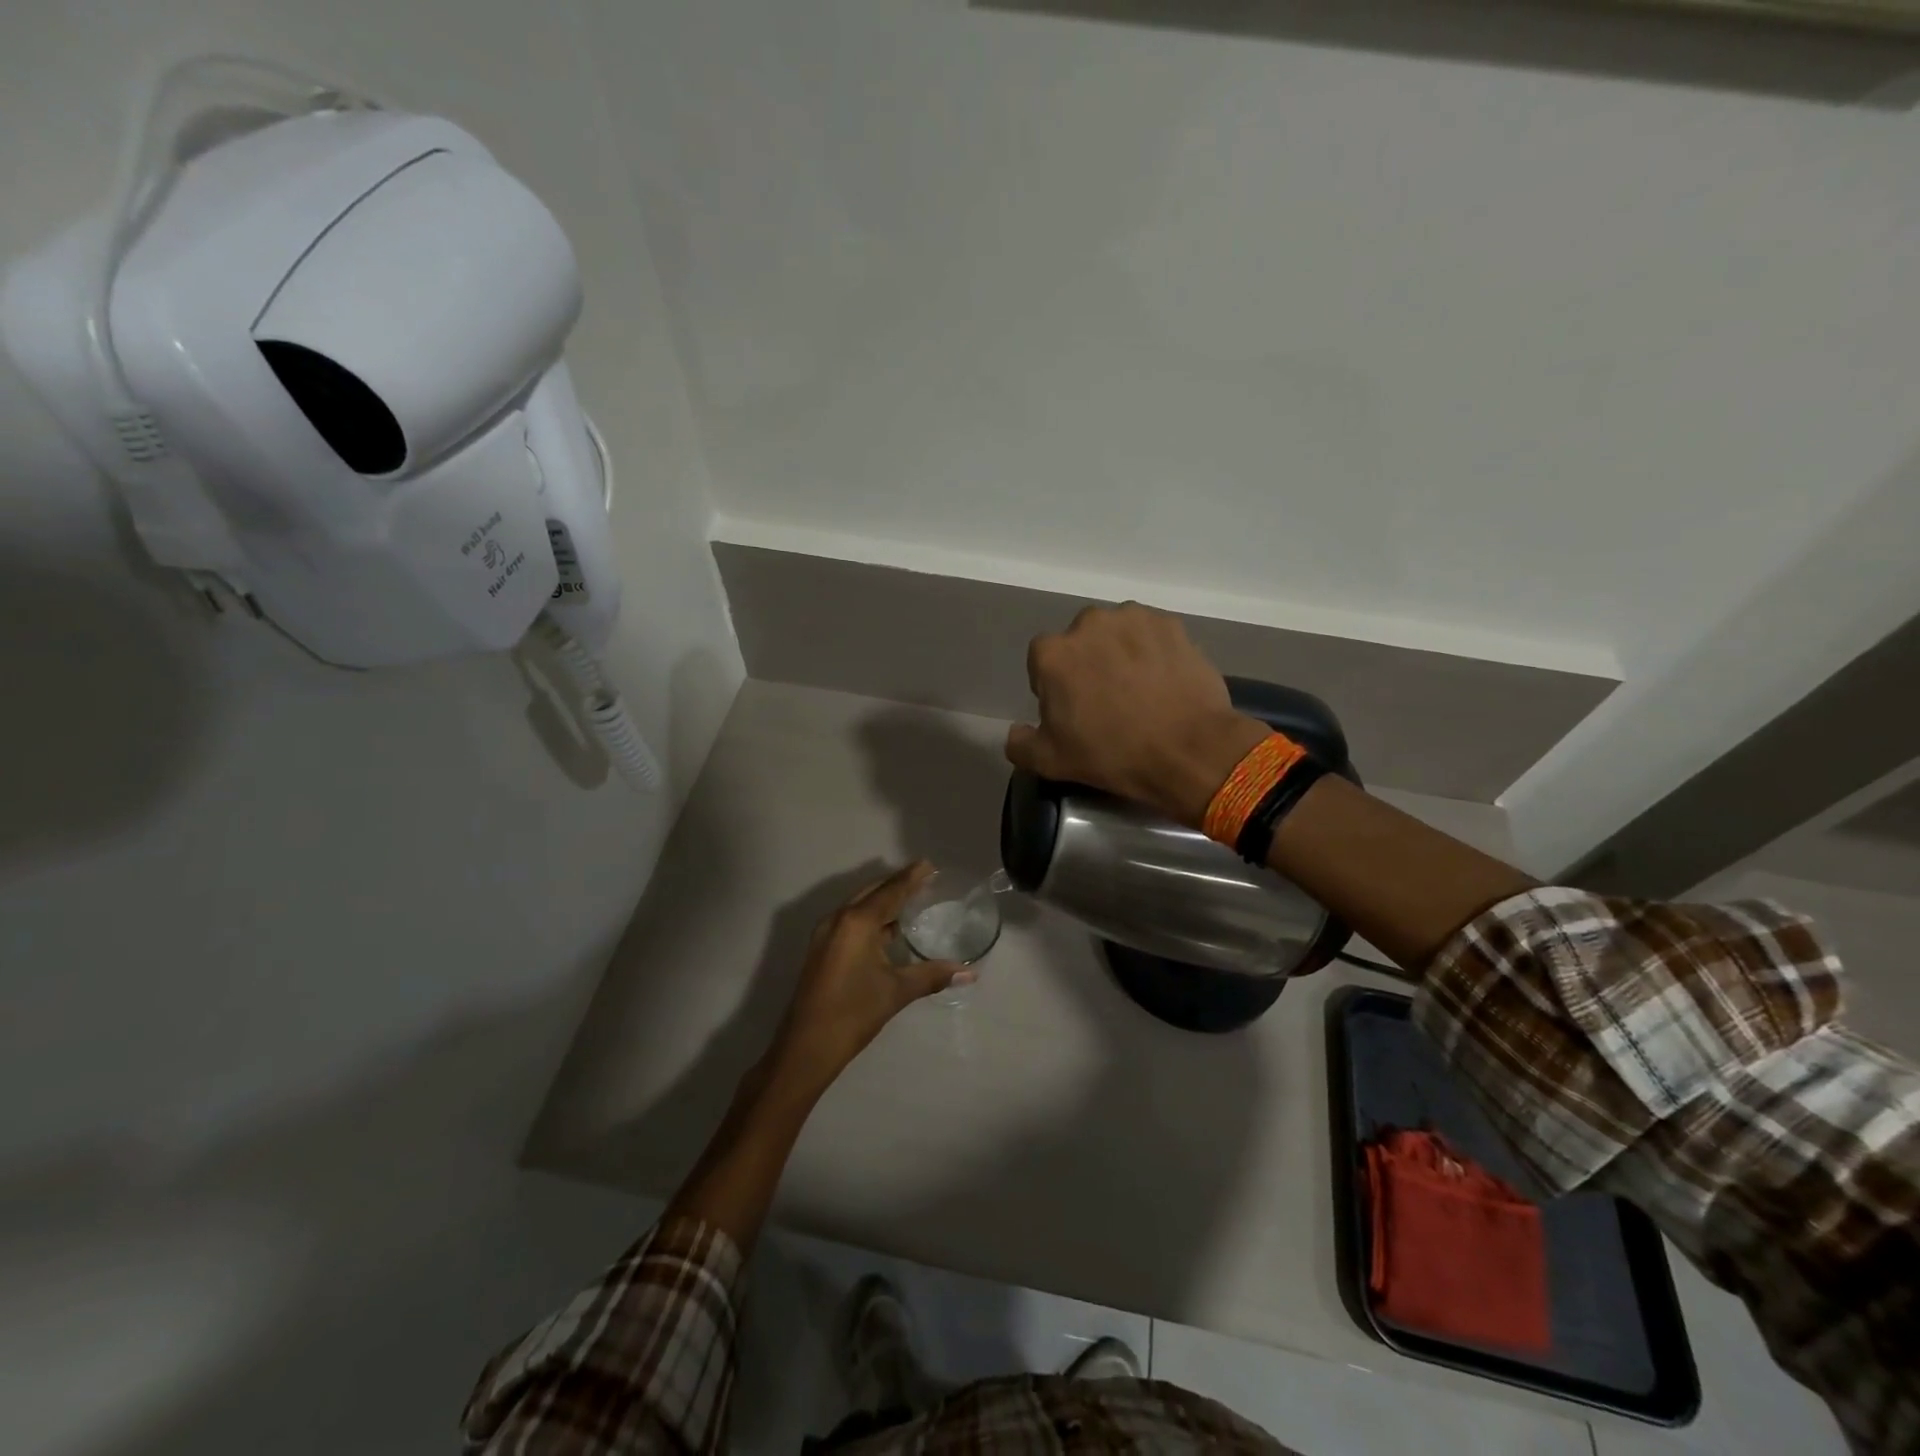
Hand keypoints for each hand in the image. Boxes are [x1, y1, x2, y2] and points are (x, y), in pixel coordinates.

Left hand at [768, 862, 969, 1092]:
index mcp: (857, 922)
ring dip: (882, 900)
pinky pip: (850, 920)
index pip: (890, 891)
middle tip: (923, 879)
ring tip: (909, 899)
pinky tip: (887, 929)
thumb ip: (932, 975)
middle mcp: (838, 919)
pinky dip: (871, 916)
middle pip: (872, 892)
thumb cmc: (853, 1012)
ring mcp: (826, 934)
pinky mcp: (821, 949)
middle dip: (896, 884)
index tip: (929, 864)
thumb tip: (969, 972)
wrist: (806, 1047)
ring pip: (859, 906)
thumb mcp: (896, 992)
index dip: (911, 877)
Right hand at [1006, 603, 1266, 826]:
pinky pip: (1151, 636)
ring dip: (1120, 654)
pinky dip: (1152, 652)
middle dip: (1087, 665)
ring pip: (1116, 635)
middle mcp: (1088, 624)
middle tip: (1107, 701)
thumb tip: (1016, 732)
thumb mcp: (1051, 762)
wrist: (1189, 750)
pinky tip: (1164, 682)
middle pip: (1079, 643)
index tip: (1072, 712)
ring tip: (1139, 690)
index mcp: (1052, 653)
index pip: (1041, 663)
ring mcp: (1133, 619)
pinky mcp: (1170, 624)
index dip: (1054, 688)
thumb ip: (1020, 744)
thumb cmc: (1113, 755)